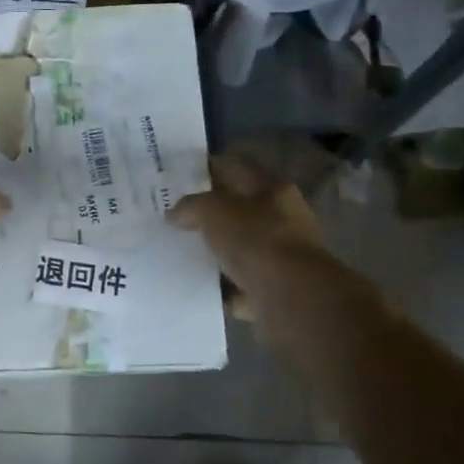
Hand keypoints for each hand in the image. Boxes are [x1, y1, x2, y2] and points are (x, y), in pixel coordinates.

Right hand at [169, 153, 329, 322]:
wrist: (290, 296)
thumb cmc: (255, 239)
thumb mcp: (213, 210)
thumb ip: (190, 206)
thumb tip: (174, 215)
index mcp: (272, 189)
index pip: (235, 167)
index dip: (207, 168)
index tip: (177, 176)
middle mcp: (282, 218)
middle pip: (238, 209)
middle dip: (208, 213)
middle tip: (173, 215)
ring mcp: (279, 256)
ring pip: (238, 247)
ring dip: (214, 250)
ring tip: (179, 251)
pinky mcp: (273, 288)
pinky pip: (239, 283)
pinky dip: (221, 285)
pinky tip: (195, 285)